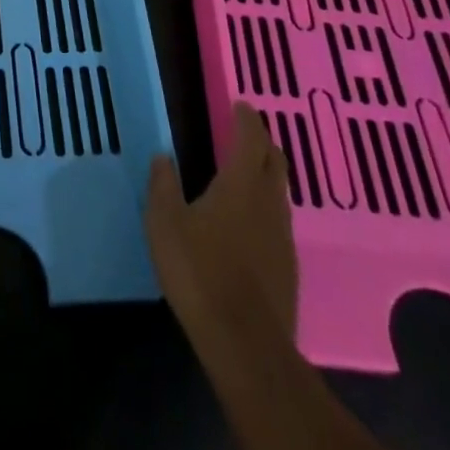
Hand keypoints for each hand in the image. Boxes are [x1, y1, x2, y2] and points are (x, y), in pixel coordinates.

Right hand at [145, 102, 297, 351]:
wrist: (245, 344)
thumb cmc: (200, 272)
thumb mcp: (164, 223)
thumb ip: (162, 185)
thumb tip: (162, 156)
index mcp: (241, 184)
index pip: (251, 139)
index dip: (247, 119)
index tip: (241, 105)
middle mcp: (268, 203)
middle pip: (275, 162)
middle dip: (263, 142)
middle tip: (246, 132)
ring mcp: (283, 237)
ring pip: (279, 192)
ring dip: (266, 174)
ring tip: (246, 171)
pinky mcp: (287, 267)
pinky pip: (279, 220)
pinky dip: (267, 206)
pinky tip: (250, 220)